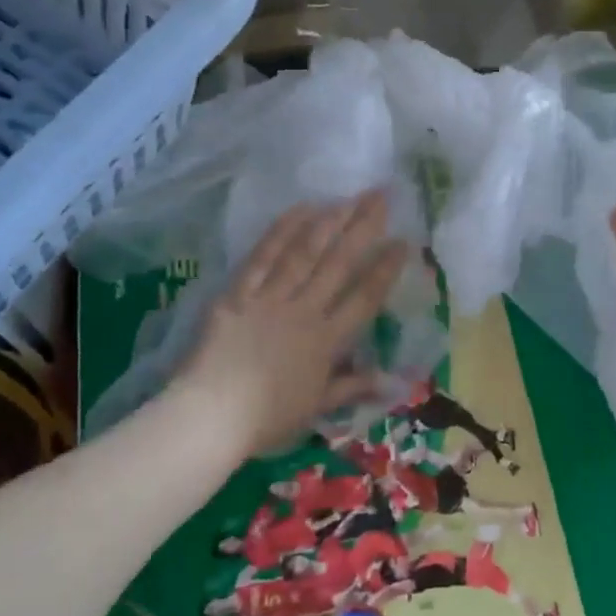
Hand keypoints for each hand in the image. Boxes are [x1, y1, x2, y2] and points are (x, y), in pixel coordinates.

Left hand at [175, 192, 407, 460]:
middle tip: (381, 196)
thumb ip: (351, 387)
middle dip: (363, 228)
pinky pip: (263, 257)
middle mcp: (304, 311)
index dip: (385, 269)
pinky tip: (300, 209)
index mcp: (326, 341)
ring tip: (348, 197)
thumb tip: (390, 380)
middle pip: (338, 264)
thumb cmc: (266, 418)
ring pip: (304, 253)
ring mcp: (270, 298)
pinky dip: (282, 231)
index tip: (404, 241)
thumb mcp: (315, 408)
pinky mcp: (238, 293)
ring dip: (328, 222)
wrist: (211, 414)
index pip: (364, 298)